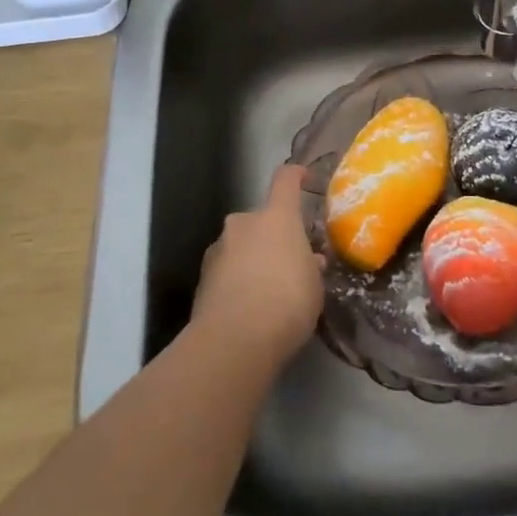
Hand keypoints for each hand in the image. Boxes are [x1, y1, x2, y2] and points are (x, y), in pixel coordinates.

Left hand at [192, 164, 325, 370]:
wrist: (233, 340)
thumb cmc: (287, 302)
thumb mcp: (314, 286)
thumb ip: (310, 267)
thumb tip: (308, 260)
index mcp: (277, 217)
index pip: (285, 180)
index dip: (295, 175)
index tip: (303, 177)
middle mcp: (244, 223)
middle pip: (261, 219)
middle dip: (273, 236)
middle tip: (289, 263)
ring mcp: (219, 248)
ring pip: (241, 245)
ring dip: (253, 258)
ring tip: (267, 291)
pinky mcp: (202, 277)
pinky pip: (227, 269)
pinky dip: (237, 280)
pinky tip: (248, 307)